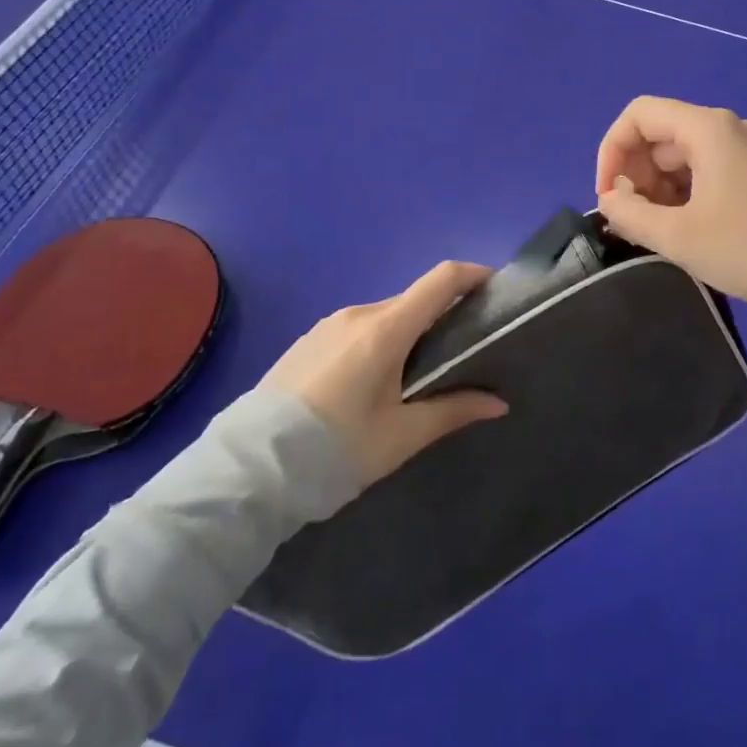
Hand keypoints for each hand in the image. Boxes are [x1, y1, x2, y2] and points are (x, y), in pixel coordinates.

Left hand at [258, 261, 507, 484]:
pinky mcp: (307, 340)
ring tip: (417, 375)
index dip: (473, 275)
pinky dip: (379, 341)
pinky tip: (372, 383)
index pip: (441, 280)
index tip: (496, 288)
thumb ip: (453, 411)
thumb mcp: (400, 437)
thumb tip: (499, 403)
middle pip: (414, 300)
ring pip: (385, 316)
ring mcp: (328, 325)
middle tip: (462, 352)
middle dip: (443, 315)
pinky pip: (357, 329)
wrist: (247, 471)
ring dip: (409, 332)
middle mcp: (358, 314)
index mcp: (386, 329)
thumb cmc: (335, 451)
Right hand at [595, 96, 746, 341]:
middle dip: (635, 173)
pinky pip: (707, 171)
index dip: (611, 150)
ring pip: (683, 156)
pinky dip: (684, 194)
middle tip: (631, 219)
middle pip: (661, 135)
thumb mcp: (677, 236)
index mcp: (708, 129)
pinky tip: (684, 229)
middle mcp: (728, 129)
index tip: (606, 195)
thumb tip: (609, 199)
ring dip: (658, 188)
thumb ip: (629, 213)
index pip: (639, 115)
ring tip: (656, 230)